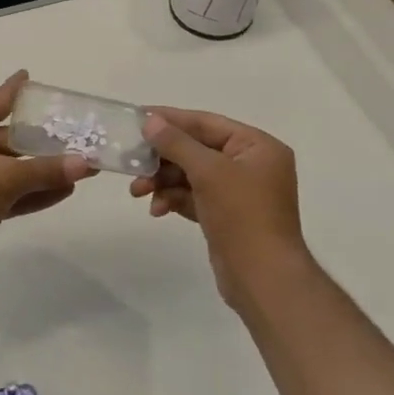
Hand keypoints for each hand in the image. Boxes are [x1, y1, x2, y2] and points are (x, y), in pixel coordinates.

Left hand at [0, 71, 92, 279]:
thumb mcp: (5, 178)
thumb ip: (46, 170)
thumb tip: (86, 163)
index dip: (16, 89)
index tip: (30, 76)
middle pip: (10, 136)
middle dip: (43, 140)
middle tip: (78, 135)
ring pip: (11, 166)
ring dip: (43, 169)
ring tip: (81, 167)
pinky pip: (8, 190)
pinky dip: (32, 190)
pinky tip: (64, 191)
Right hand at [129, 107, 309, 308]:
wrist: (263, 278)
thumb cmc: (242, 215)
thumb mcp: (208, 172)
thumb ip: (177, 143)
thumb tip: (150, 121)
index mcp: (257, 147)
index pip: (207, 123)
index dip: (171, 119)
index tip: (137, 116)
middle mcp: (250, 165)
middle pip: (196, 149)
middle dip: (162, 157)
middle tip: (131, 159)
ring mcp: (238, 192)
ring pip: (190, 174)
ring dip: (162, 181)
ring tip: (137, 191)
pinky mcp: (225, 215)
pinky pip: (193, 196)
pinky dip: (173, 199)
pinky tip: (157, 210)